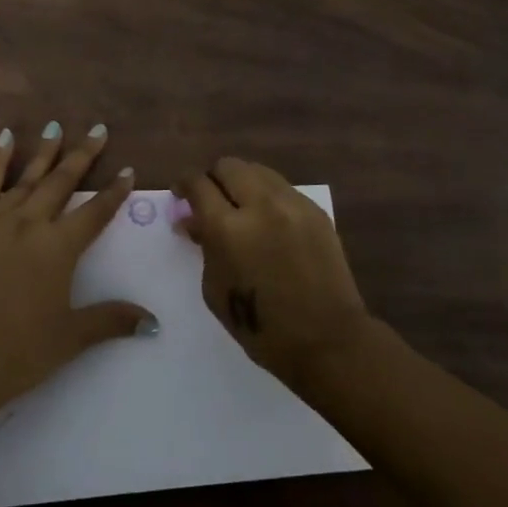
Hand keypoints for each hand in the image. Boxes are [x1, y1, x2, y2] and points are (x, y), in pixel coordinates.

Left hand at [0, 123, 150, 417]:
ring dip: (44, 152)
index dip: (115, 191)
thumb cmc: (20, 351)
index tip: (128, 169)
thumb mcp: (71, 337)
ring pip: (27, 178)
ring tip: (56, 126)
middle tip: (98, 129)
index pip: (95, 212)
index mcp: (59, 248)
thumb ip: (112, 320)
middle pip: (62, 182)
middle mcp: (31, 223)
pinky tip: (5, 139)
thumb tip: (153, 322)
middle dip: (83, 155)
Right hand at [175, 157, 370, 391]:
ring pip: (258, 171)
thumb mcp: (215, 289)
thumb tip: (194, 221)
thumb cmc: (260, 326)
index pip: (198, 184)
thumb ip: (204, 246)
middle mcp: (260, 205)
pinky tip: (269, 221)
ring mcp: (293, 205)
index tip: (181, 194)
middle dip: (213, 178)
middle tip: (210, 199)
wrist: (326, 340)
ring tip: (240, 206)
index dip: (184, 184)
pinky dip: (268, 196)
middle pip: (228, 166)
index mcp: (228, 228)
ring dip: (242, 182)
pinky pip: (283, 189)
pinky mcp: (316, 212)